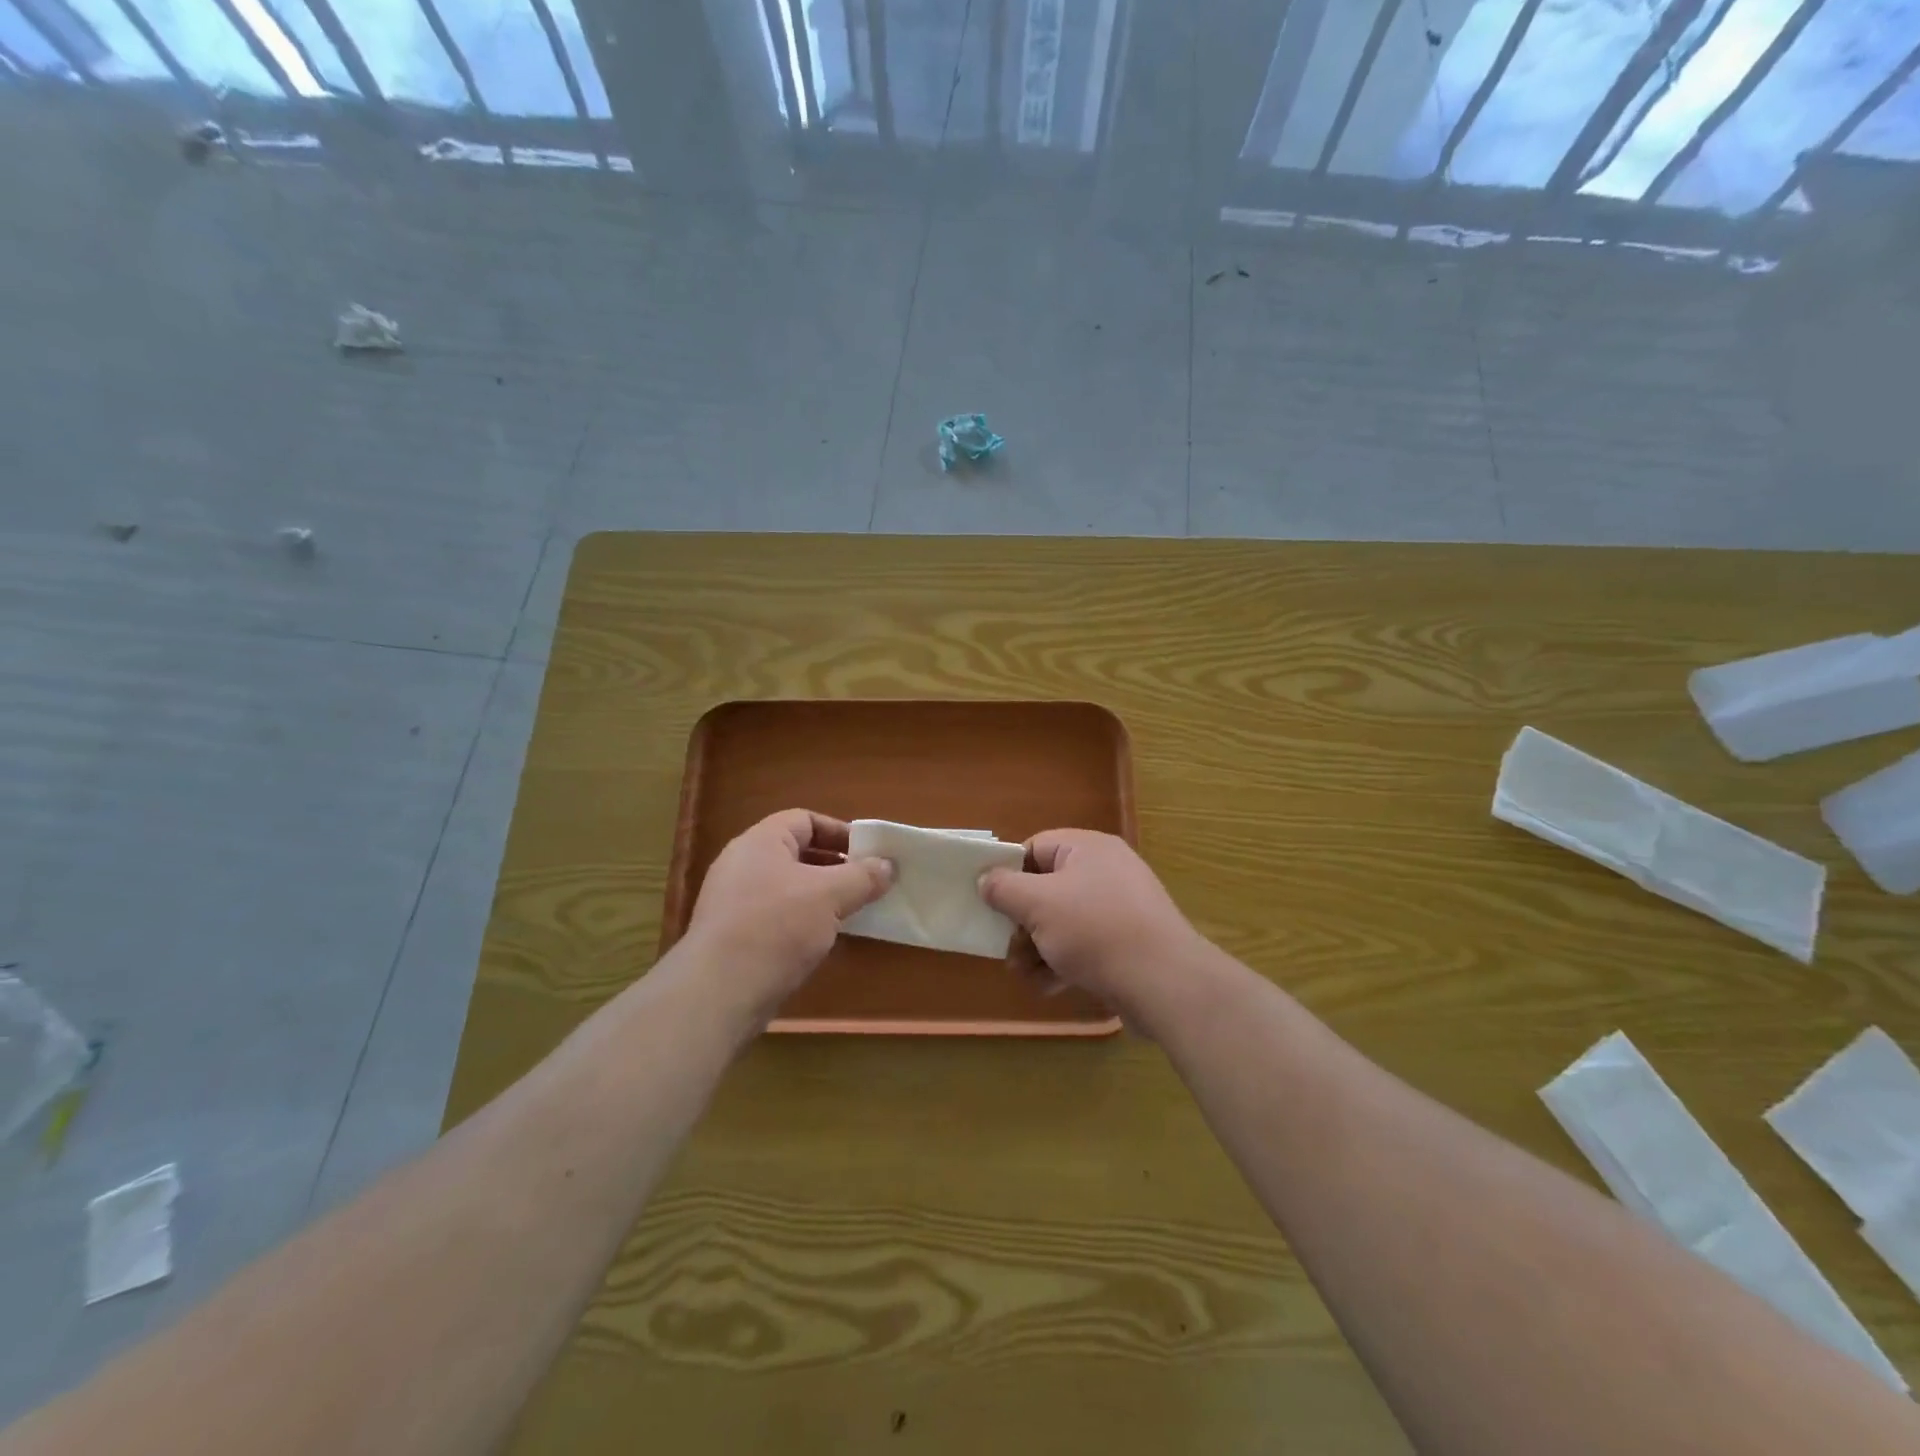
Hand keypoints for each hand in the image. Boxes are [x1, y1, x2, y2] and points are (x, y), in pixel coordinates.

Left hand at [684, 810, 891, 1021]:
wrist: (719, 993)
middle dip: (835, 866)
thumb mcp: (829, 896)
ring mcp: (735, 902)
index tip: (868, 853)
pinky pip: (777, 917)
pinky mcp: (734, 937)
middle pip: (797, 853)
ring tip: (852, 912)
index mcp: (761, 842)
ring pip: (789, 888)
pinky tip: (824, 941)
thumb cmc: (776, 927)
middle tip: (867, 882)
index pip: (804, 820)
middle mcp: (743, 865)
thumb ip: (862, 876)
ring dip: (822, 897)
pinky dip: (803, 922)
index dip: (839, 831)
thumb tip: (888, 865)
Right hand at [979, 830, 1204, 1019]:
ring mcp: (1119, 908)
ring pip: (1063, 921)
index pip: (1036, 847)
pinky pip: (1085, 944)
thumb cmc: (1095, 930)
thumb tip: (985, 878)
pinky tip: (1048, 987)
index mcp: (1088, 849)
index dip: (1009, 871)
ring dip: (1037, 947)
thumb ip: (1004, 888)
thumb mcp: (1038, 904)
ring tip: (1022, 973)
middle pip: (1047, 887)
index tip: (990, 900)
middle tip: (1004, 946)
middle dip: (1021, 920)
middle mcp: (1106, 871)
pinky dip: (1063, 962)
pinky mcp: (1128, 943)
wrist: (1164, 982)